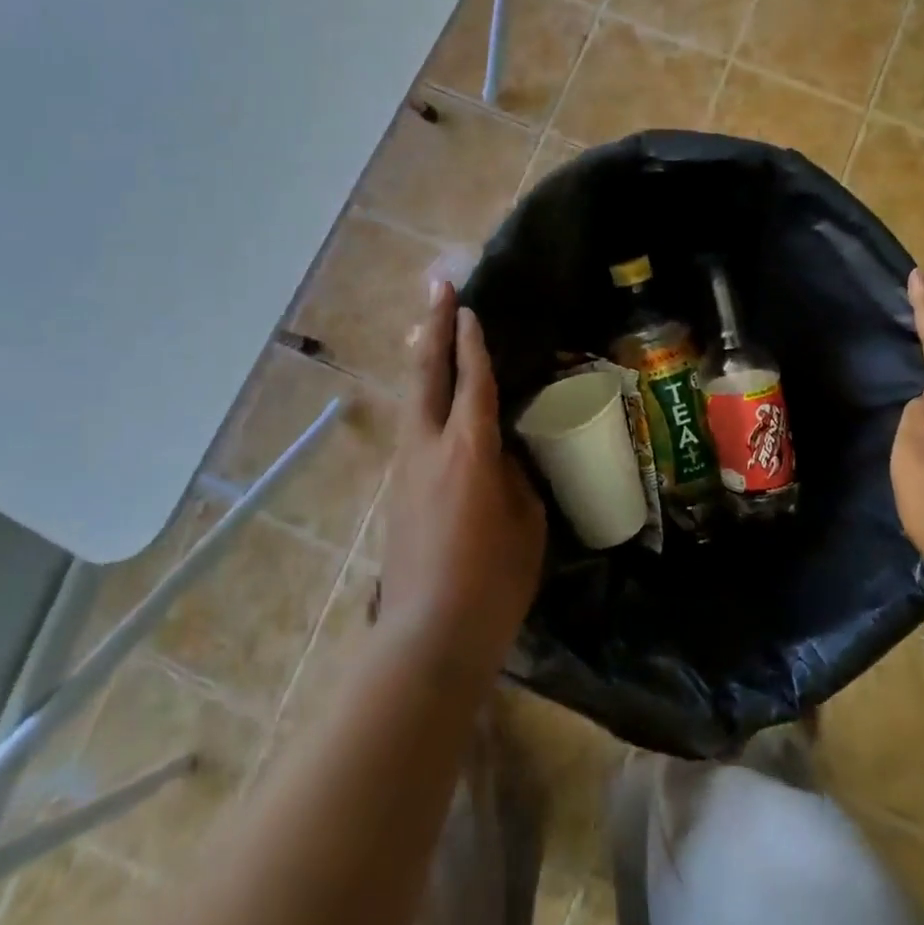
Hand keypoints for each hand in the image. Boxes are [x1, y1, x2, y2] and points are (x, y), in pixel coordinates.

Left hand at [379, 281, 545, 680]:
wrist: (428, 637)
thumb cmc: (492, 582)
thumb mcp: (525, 522)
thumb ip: (513, 477)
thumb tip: (500, 455)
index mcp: (469, 449)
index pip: (472, 380)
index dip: (472, 341)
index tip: (468, 308)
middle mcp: (430, 447)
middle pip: (427, 374)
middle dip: (433, 327)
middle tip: (437, 287)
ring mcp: (406, 468)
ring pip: (413, 399)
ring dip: (423, 360)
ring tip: (429, 330)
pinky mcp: (398, 491)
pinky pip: (413, 428)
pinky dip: (423, 399)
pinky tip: (433, 400)